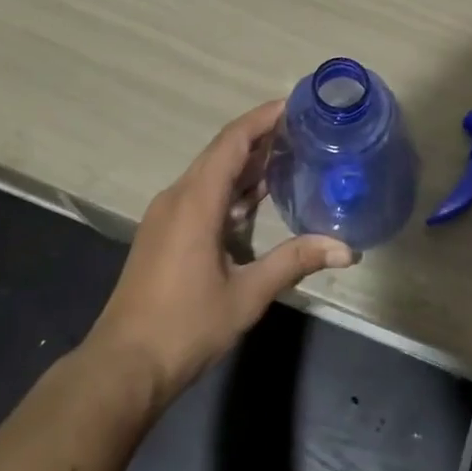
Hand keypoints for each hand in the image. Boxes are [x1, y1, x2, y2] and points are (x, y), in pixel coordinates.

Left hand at [86, 101, 354, 405]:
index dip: (262, 119)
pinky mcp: (164, 233)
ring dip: (245, 163)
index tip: (294, 104)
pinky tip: (256, 198)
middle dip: (260, 137)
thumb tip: (347, 248)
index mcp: (196, 201)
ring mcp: (166, 215)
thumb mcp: (247, 294)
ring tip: (288, 155)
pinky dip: (230, 188)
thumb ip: (295, 262)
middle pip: (221, 152)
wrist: (124, 366)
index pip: (232, 142)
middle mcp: (177, 197)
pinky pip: (200, 194)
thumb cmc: (185, 326)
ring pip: (210, 174)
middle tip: (302, 129)